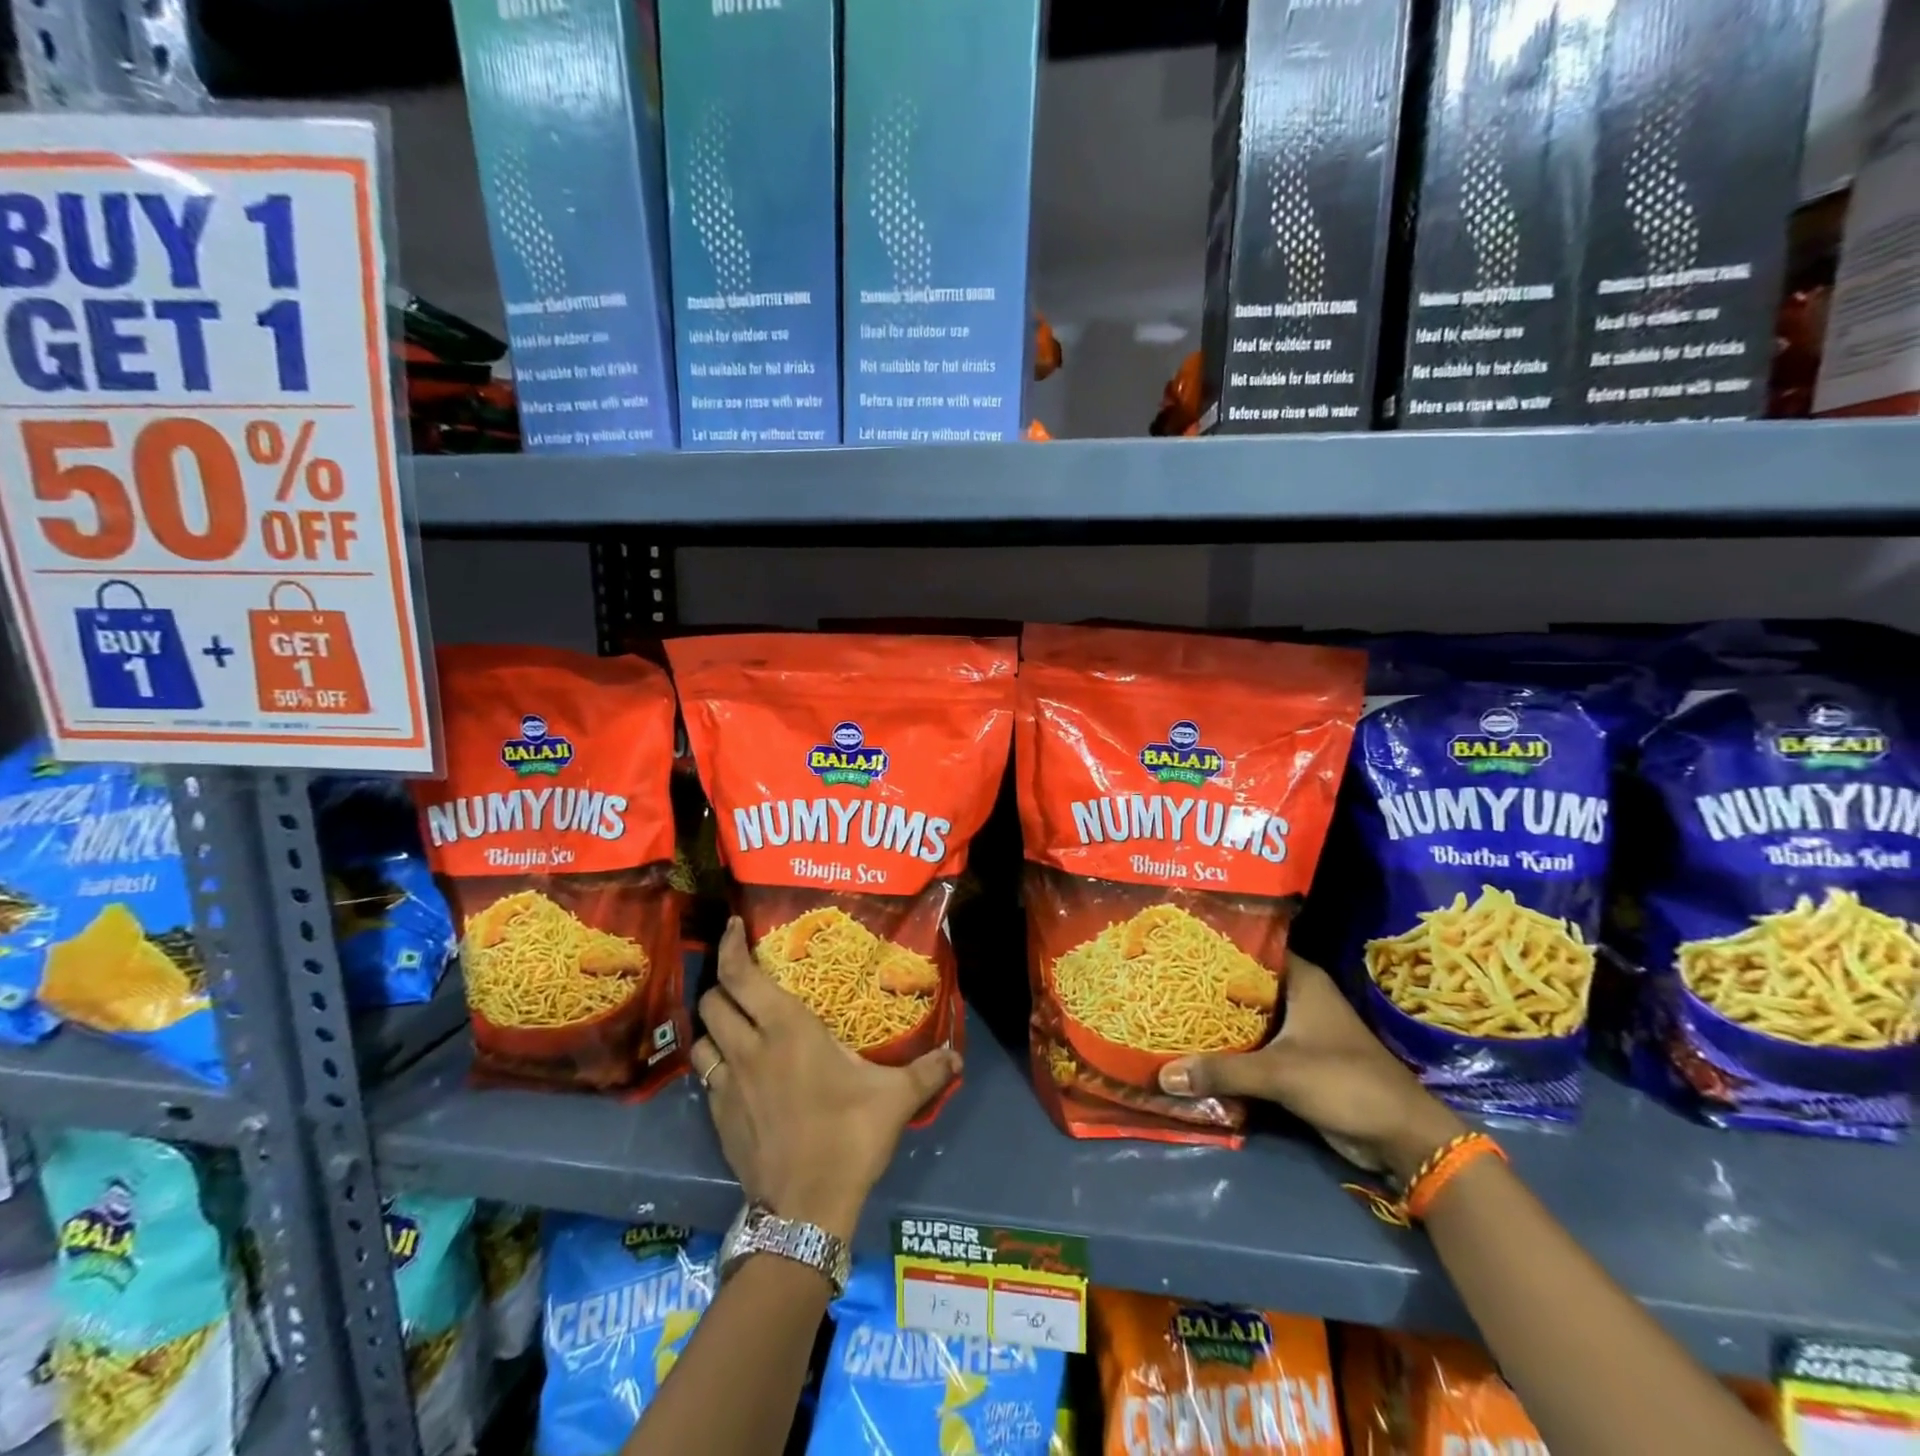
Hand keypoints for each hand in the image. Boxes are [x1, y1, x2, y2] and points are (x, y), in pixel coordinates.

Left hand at [689, 918, 960, 1241]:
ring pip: (703, 1037)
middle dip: (722, 982)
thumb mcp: (895, 1099)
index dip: (730, 946)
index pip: (741, 975)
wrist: (806, 1210)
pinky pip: (706, 1075)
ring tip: (735, 1021)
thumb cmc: (849, 1136)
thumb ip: (926, 1072)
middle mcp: (749, 1048)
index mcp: (786, 1029)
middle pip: (713, 999)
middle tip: (743, 978)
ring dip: (714, 1023)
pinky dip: (716, 1061)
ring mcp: (727, 1085)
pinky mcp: (718, 1118)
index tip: (732, 927)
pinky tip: (737, 1071)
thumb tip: (957, 1056)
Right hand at [1158, 954, 1464, 1181]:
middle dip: (1208, 987)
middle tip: (1164, 980)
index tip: (1177, 945)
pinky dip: (1231, 1049)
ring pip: (1249, 1017)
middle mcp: (1299, 997)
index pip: (1251, 948)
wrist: (1402, 1138)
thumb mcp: (1279, 1073)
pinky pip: (1255, 1047)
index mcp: (1302, 980)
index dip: (1215, 946)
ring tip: (1171, 1011)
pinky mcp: (1298, 1061)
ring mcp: (1300, 1029)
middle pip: (1244, 984)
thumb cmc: (1345, 1082)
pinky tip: (1197, 1049)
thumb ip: (1222, 1071)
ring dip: (1218, 1021)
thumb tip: (1163, 1074)